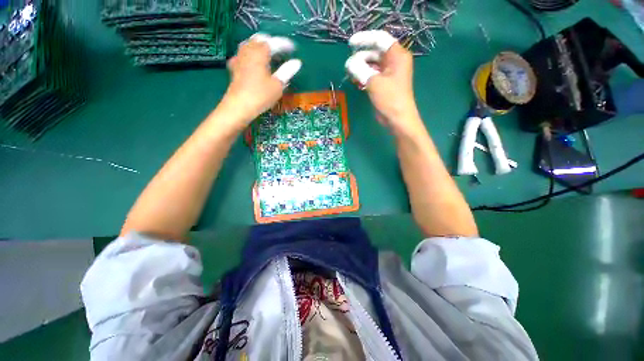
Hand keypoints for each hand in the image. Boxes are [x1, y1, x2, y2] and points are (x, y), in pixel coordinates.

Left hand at [220, 33, 301, 129]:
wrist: (239, 106)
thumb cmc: (261, 96)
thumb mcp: (277, 85)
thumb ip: (287, 71)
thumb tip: (297, 62)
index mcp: (260, 53)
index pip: (274, 43)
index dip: (284, 44)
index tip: (293, 49)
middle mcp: (248, 51)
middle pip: (260, 39)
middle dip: (271, 42)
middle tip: (282, 50)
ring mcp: (239, 58)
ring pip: (250, 44)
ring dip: (260, 46)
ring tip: (269, 54)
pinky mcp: (234, 67)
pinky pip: (243, 54)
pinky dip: (251, 53)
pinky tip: (253, 61)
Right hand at [345, 31, 421, 134]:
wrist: (397, 119)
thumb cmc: (389, 98)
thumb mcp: (373, 82)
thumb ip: (360, 69)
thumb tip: (349, 63)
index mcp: (397, 55)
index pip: (380, 39)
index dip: (364, 39)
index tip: (350, 44)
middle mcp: (394, 61)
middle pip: (375, 52)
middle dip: (360, 57)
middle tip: (348, 65)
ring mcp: (389, 73)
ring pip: (372, 64)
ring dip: (361, 68)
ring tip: (350, 74)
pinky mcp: (384, 84)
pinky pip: (372, 75)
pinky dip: (364, 76)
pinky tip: (356, 82)